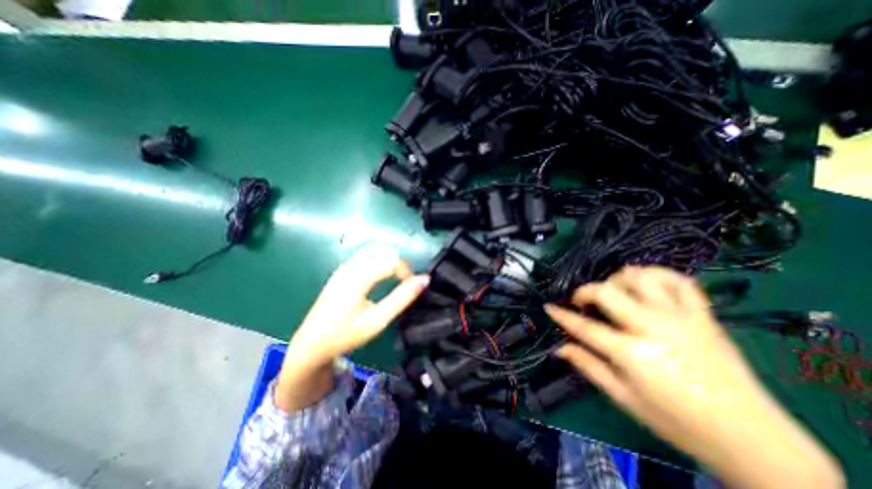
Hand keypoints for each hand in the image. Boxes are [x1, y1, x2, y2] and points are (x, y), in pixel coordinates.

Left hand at [276, 245, 426, 411]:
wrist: (311, 344)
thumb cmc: (346, 334)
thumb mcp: (378, 320)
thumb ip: (402, 298)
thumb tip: (424, 279)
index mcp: (359, 276)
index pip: (393, 261)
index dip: (407, 272)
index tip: (412, 288)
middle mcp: (350, 266)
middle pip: (384, 253)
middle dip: (399, 266)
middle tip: (404, 285)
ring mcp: (343, 268)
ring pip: (375, 253)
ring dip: (389, 264)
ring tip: (395, 281)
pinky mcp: (341, 272)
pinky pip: (365, 258)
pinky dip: (378, 263)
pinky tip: (379, 278)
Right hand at [546, 267, 840, 488]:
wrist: (752, 438)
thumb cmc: (677, 421)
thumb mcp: (624, 398)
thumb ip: (589, 366)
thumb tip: (559, 348)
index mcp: (633, 354)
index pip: (584, 327)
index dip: (561, 315)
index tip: (549, 306)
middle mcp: (653, 328)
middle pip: (607, 292)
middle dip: (585, 291)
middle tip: (581, 302)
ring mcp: (681, 317)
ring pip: (639, 277)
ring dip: (617, 280)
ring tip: (613, 292)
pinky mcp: (703, 316)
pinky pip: (679, 281)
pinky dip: (657, 275)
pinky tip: (646, 283)